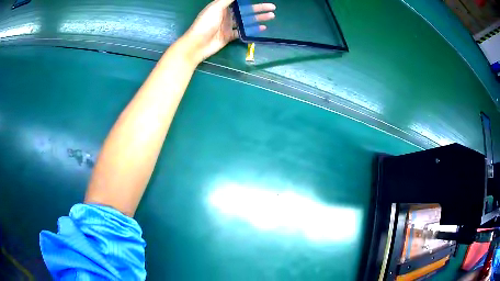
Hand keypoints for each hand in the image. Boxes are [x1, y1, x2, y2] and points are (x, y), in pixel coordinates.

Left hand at [182, 0, 275, 63]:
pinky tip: (262, 28)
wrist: (196, 45)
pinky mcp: (229, 36)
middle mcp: (226, 14)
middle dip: (259, 8)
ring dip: (258, 18)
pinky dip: (252, 30)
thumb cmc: (205, 24)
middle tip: (272, 7)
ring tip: (271, 16)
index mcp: (221, 6)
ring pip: (246, 20)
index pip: (238, 1)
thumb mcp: (216, 7)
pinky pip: (243, 32)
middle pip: (245, 10)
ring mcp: (228, 26)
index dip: (249, 0)